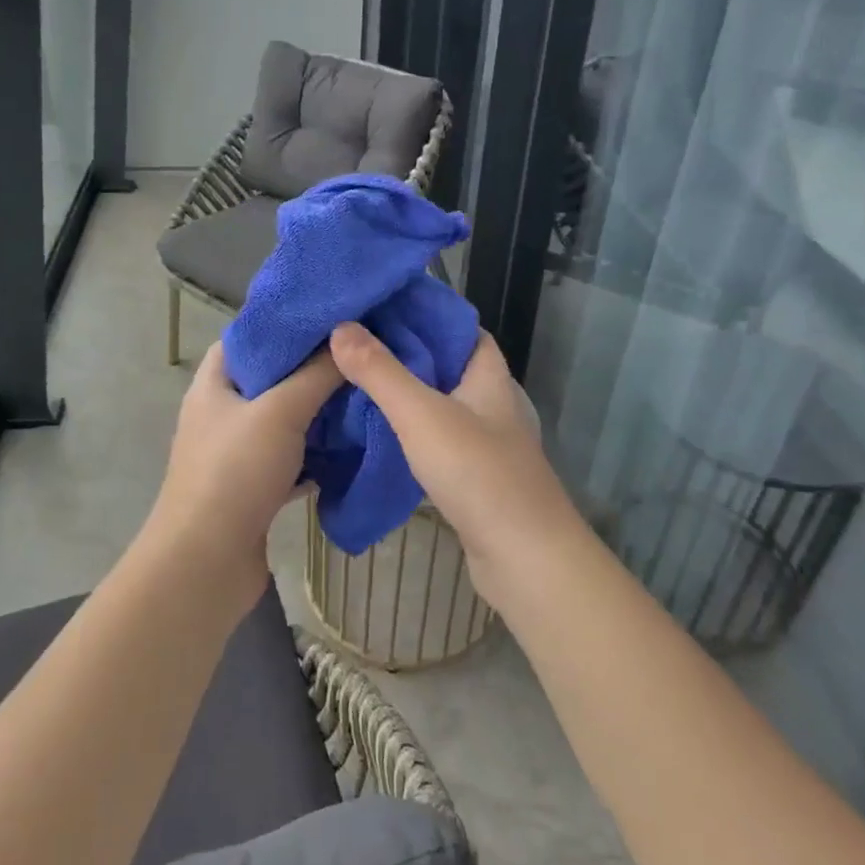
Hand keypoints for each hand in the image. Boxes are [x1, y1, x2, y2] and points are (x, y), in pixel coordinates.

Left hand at [148, 342, 342, 593]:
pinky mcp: (254, 488)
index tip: (329, 317)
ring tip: (362, 394)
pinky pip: (291, 460)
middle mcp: (222, 414)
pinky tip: (351, 447)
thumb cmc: (234, 473)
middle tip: (356, 356)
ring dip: (318, 414)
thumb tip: (347, 337)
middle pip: (271, 379)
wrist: (205, 565)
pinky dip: (317, 455)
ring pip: (284, 422)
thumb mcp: (279, 412)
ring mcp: (237, 454)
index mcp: (214, 384)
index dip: (284, 323)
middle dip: (311, 369)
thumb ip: (315, 374)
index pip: (248, 337)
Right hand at [329, 322, 583, 601]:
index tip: (381, 307)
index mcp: (488, 376)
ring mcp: (485, 441)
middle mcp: (491, 402)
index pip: (460, 328)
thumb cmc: (478, 473)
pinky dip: (410, 430)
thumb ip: (380, 371)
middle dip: (406, 352)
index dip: (425, 313)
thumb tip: (341, 327)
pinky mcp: (475, 475)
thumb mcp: (422, 414)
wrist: (524, 557)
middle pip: (446, 364)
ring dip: (406, 393)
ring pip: (440, 403)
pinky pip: (437, 438)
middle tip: (355, 343)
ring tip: (357, 380)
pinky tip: (379, 432)